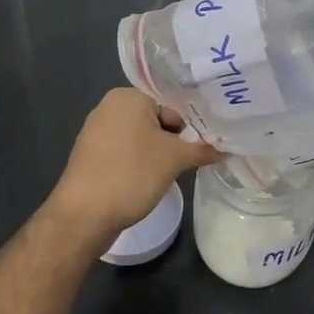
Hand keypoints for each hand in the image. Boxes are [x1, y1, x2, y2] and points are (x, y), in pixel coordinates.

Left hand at [48, 89, 221, 246]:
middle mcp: (110, 106)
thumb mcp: (175, 160)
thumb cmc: (130, 175)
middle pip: (159, 115)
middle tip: (200, 152)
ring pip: (144, 134)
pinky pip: (128, 149)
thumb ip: (204, 148)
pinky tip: (156, 176)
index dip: (195, 118)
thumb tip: (230, 147)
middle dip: (179, 135)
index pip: (173, 99)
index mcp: (128, 96)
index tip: (212, 136)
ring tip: (182, 166)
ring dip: (163, 149)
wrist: (82, 217)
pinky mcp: (94, 155)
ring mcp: (98, 131)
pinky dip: (144, 159)